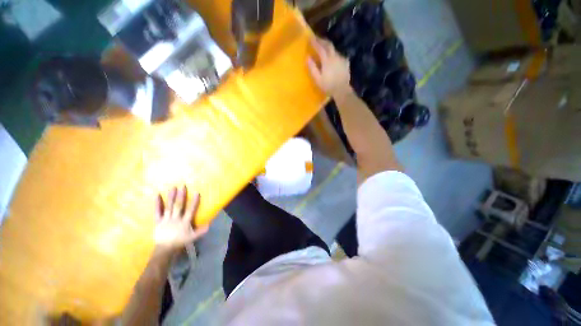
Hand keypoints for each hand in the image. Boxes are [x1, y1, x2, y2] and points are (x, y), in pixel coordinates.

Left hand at [154, 186, 208, 253]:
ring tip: (173, 187)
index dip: (194, 201)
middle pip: (179, 206)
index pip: (190, 210)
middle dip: (181, 196)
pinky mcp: (158, 221)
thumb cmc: (180, 241)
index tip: (196, 192)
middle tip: (183, 186)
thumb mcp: (192, 237)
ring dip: (171, 197)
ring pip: (169, 206)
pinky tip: (156, 195)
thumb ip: (201, 231)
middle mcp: (176, 218)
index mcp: (185, 222)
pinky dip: (157, 203)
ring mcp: (166, 219)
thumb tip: (210, 224)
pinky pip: (157, 211)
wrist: (165, 249)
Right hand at [307, 37, 351, 97]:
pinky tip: (333, 58)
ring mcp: (341, 59)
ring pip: (334, 50)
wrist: (342, 90)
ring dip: (328, 47)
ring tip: (324, 48)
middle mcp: (335, 56)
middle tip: (317, 39)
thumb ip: (312, 68)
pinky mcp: (345, 63)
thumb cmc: (328, 86)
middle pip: (328, 45)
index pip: (320, 48)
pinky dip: (334, 54)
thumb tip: (307, 57)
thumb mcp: (318, 79)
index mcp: (327, 60)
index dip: (315, 42)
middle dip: (322, 41)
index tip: (310, 38)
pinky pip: (339, 55)